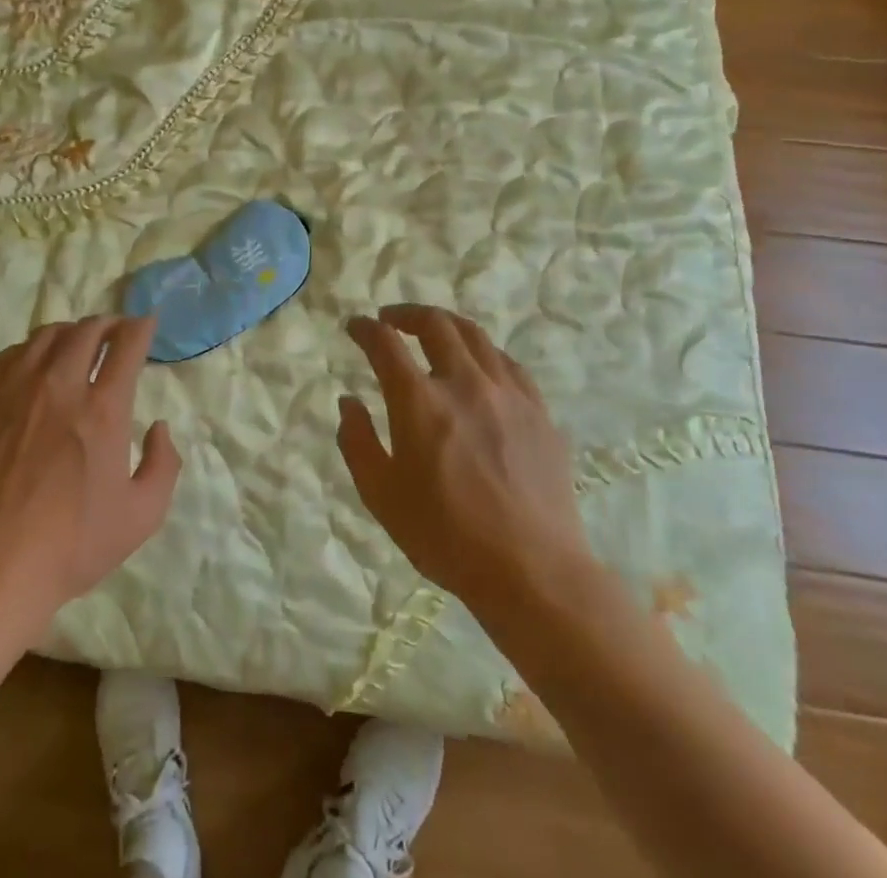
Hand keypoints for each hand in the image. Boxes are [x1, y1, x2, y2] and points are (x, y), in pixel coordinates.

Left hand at [0, 317, 180, 635]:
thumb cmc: (71, 546)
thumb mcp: (141, 516)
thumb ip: (163, 465)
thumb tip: (160, 428)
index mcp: (102, 409)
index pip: (126, 345)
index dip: (140, 327)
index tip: (146, 323)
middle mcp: (60, 386)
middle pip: (86, 331)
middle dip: (108, 324)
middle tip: (115, 331)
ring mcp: (15, 389)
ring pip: (46, 336)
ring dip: (70, 332)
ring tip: (76, 343)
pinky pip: (9, 354)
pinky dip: (30, 349)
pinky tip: (33, 363)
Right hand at [338, 305, 595, 618]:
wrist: (533, 572)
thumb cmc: (446, 536)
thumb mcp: (381, 496)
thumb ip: (356, 442)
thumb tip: (348, 402)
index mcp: (419, 401)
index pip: (385, 343)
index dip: (365, 328)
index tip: (355, 326)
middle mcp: (464, 383)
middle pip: (435, 324)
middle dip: (407, 314)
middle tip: (391, 320)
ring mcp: (507, 394)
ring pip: (475, 336)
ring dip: (446, 325)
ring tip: (433, 332)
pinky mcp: (538, 412)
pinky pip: (508, 363)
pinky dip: (484, 352)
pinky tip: (479, 365)